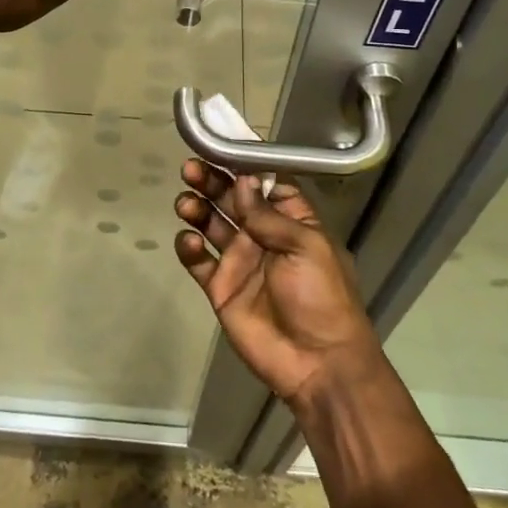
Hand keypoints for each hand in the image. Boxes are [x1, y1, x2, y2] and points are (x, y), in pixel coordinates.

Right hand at [173, 162, 385, 409]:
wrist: (317, 363)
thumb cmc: (321, 296)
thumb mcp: (305, 247)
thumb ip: (269, 215)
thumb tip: (244, 180)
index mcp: (291, 221)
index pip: (264, 183)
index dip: (242, 165)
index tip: (218, 144)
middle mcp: (263, 235)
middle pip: (231, 199)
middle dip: (211, 181)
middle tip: (190, 169)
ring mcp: (240, 261)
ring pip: (211, 224)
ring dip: (197, 208)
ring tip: (186, 203)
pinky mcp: (221, 287)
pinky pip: (198, 260)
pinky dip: (189, 247)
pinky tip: (189, 241)